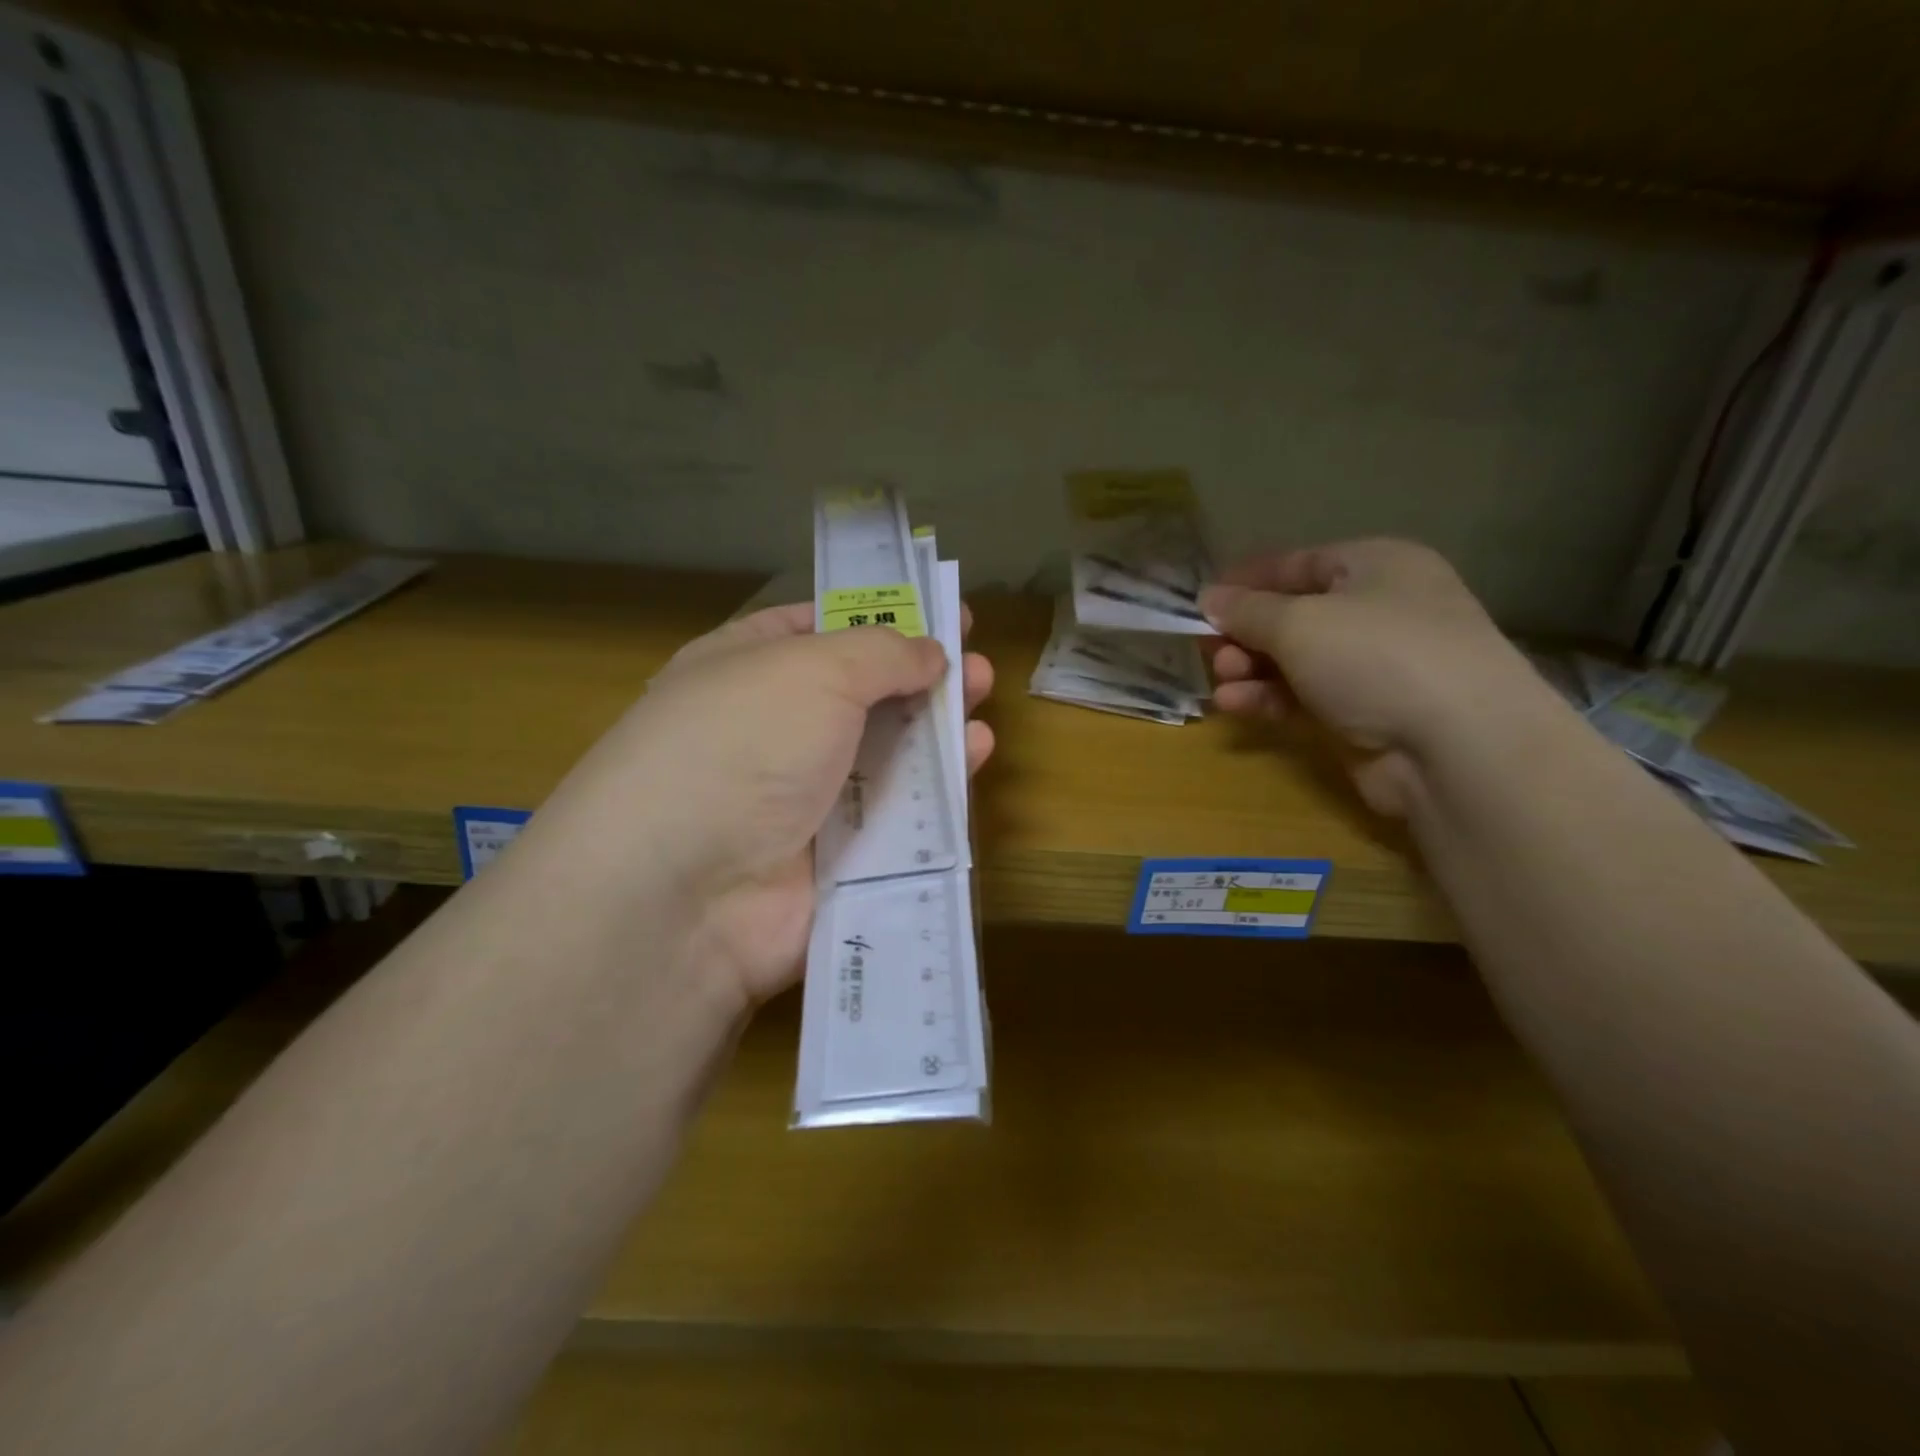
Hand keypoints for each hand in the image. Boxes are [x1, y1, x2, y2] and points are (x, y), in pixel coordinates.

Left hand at [526, 603, 993, 1013]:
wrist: (685, 891)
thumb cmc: (742, 744)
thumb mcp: (813, 669)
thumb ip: (882, 653)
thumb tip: (929, 652)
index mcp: (746, 670)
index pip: (816, 629)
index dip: (878, 617)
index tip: (936, 612)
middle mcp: (772, 731)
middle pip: (861, 695)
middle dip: (919, 676)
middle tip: (975, 665)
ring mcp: (802, 798)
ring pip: (885, 756)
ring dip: (935, 728)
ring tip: (982, 704)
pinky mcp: (836, 858)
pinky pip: (898, 815)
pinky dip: (936, 788)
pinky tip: (973, 759)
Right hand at [1200, 539, 1541, 815]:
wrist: (1456, 746)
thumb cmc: (1376, 656)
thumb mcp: (1299, 622)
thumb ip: (1246, 610)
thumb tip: (1209, 598)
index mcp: (1375, 566)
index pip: (1297, 564)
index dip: (1247, 581)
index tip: (1202, 603)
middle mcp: (1376, 611)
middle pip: (1291, 616)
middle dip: (1244, 634)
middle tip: (1211, 652)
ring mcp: (1371, 667)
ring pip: (1292, 661)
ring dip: (1250, 669)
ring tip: (1223, 682)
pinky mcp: (1361, 715)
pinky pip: (1301, 698)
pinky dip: (1267, 699)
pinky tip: (1234, 705)